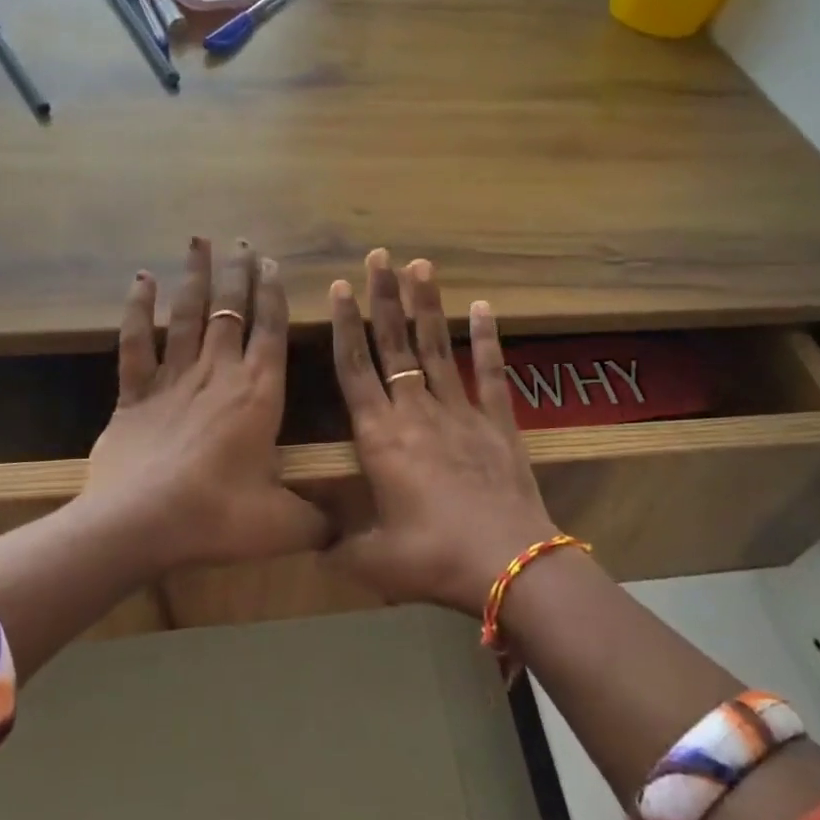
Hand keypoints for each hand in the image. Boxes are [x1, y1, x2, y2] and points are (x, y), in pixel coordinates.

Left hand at [82, 237, 327, 573]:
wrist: (138, 524)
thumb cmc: (218, 517)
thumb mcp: (280, 526)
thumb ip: (316, 523)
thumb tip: (343, 532)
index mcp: (258, 394)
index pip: (271, 331)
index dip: (273, 294)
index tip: (272, 263)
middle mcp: (218, 373)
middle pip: (230, 310)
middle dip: (237, 273)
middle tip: (241, 240)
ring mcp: (173, 379)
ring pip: (187, 315)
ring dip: (195, 277)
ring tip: (200, 241)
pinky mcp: (134, 393)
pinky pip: (135, 343)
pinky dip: (137, 310)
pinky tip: (140, 280)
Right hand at [323, 250, 560, 614]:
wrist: (508, 564)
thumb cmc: (432, 558)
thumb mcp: (373, 561)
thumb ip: (338, 546)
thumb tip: (311, 544)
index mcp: (380, 436)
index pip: (355, 368)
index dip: (345, 325)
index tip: (340, 287)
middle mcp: (415, 411)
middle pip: (394, 344)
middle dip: (383, 298)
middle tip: (378, 256)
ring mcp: (460, 411)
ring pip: (436, 347)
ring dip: (426, 305)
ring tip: (420, 265)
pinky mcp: (497, 422)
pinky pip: (490, 372)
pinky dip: (488, 339)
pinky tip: (484, 307)